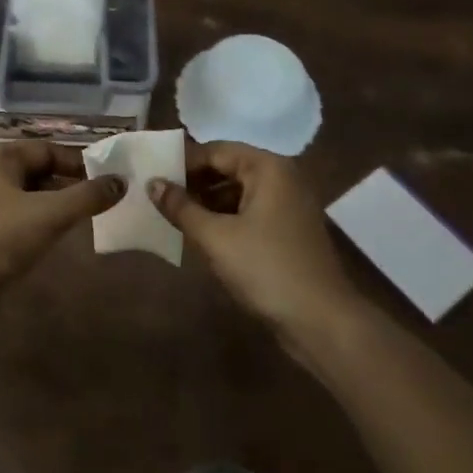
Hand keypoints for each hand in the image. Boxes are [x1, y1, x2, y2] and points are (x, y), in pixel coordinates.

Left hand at [0, 140, 123, 290]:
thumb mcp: (48, 215)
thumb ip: (87, 196)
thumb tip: (121, 181)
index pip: (47, 149)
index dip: (80, 163)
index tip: (110, 179)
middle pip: (38, 170)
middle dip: (70, 183)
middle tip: (103, 199)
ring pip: (29, 194)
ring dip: (56, 203)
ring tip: (86, 217)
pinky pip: (18, 214)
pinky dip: (39, 220)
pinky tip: (56, 235)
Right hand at [149, 142, 357, 343]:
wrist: (321, 321)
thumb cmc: (266, 268)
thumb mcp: (215, 237)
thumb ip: (181, 207)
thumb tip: (152, 183)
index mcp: (268, 168)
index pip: (216, 150)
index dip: (183, 162)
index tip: (152, 175)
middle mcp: (281, 178)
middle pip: (228, 168)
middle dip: (194, 182)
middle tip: (157, 196)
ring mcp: (288, 205)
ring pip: (237, 192)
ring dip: (206, 202)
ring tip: (173, 215)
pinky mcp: (287, 230)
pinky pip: (248, 212)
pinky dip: (224, 218)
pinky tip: (200, 234)